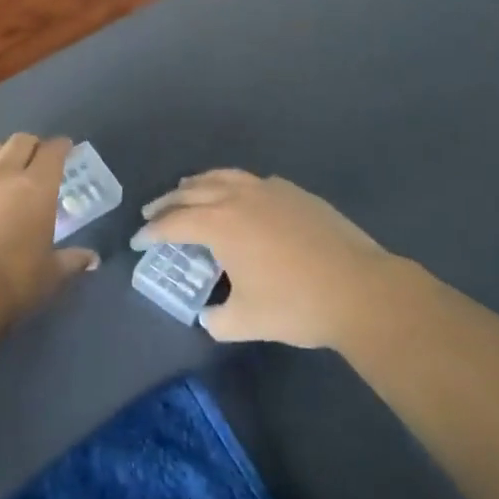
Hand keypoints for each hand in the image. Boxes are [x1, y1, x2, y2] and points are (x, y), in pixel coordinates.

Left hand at [0, 134, 98, 320]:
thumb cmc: (14, 282)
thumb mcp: (51, 274)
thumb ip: (72, 260)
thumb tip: (92, 259)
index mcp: (37, 187)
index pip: (53, 151)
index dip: (61, 147)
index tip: (65, 150)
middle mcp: (4, 173)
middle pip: (20, 141)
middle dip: (31, 146)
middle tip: (35, 160)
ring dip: (0, 156)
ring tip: (1, 172)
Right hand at [133, 170, 399, 348]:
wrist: (360, 289)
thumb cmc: (296, 305)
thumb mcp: (246, 321)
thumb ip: (217, 319)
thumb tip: (209, 314)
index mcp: (219, 224)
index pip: (173, 224)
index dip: (151, 233)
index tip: (138, 240)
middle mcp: (237, 198)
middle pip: (191, 193)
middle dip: (167, 203)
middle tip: (152, 213)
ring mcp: (268, 190)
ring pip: (222, 177)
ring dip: (198, 184)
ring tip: (186, 189)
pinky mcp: (294, 192)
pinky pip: (252, 181)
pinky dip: (233, 184)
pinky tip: (238, 194)